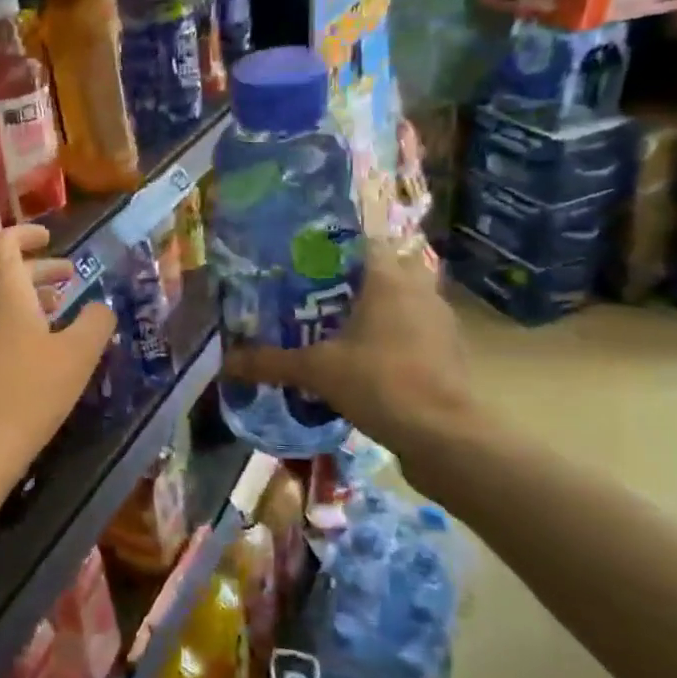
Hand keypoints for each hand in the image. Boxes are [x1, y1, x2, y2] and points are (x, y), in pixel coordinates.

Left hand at [0, 226, 116, 498]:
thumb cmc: (31, 389)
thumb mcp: (79, 354)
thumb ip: (96, 322)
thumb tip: (100, 307)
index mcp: (4, 291)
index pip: (5, 243)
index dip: (27, 234)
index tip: (49, 237)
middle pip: (4, 274)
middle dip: (39, 271)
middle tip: (69, 278)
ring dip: (27, 301)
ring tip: (58, 315)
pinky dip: (14, 326)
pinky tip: (35, 355)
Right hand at [221, 245, 477, 464]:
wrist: (446, 436)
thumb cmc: (381, 383)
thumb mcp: (316, 371)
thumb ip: (271, 362)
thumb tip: (225, 362)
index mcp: (388, 278)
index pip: (362, 241)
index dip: (333, 246)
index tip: (304, 261)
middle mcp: (419, 289)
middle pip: (385, 267)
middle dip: (355, 278)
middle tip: (318, 293)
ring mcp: (440, 319)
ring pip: (404, 298)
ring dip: (377, 306)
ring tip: (338, 324)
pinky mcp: (450, 349)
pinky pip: (416, 327)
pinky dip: (394, 334)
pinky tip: (367, 356)